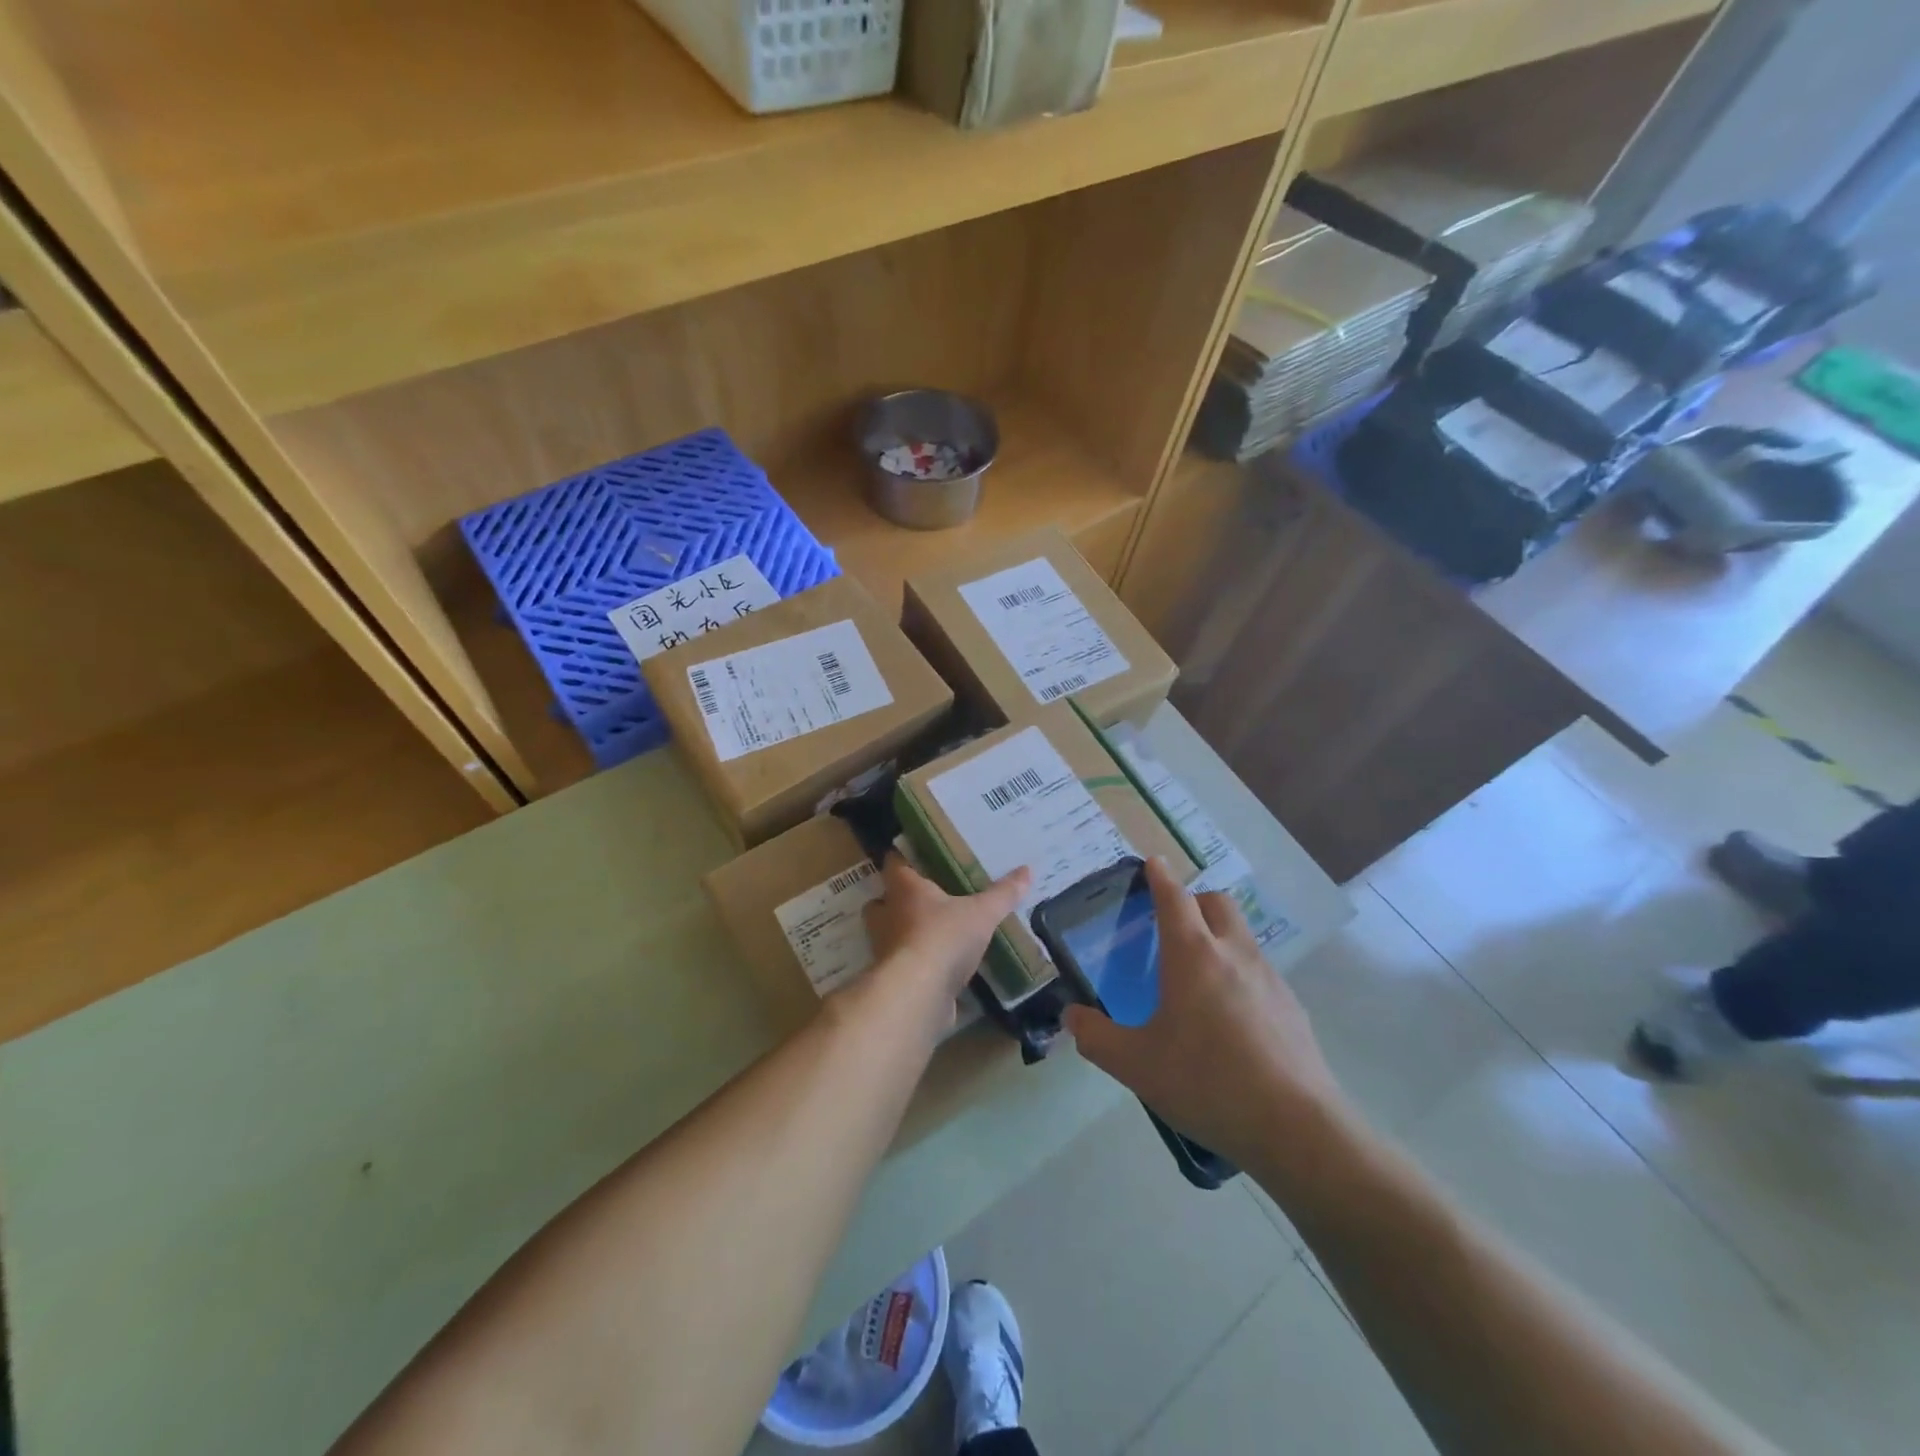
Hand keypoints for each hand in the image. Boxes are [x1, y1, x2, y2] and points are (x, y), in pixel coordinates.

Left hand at [860, 855, 1029, 1035]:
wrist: (918, 994)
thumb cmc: (944, 937)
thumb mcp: (981, 913)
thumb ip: (1002, 894)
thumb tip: (1027, 870)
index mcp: (904, 889)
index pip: (894, 863)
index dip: (903, 858)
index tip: (916, 855)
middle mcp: (886, 914)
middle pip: (881, 900)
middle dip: (897, 899)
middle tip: (924, 897)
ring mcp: (885, 948)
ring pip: (888, 932)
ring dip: (904, 932)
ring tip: (932, 931)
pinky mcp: (893, 978)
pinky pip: (902, 964)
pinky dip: (915, 963)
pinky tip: (937, 966)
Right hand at [1063, 859, 1351, 1172]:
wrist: (1297, 1129)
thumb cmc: (1207, 1083)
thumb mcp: (1136, 1065)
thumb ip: (1096, 1037)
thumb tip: (1071, 1016)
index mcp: (1193, 956)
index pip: (1174, 898)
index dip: (1160, 877)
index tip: (1152, 862)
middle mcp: (1234, 954)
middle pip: (1217, 903)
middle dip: (1194, 901)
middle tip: (1171, 926)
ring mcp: (1269, 978)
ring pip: (1241, 935)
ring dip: (1218, 936)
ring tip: (1196, 977)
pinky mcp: (1292, 1007)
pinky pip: (1259, 971)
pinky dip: (1238, 973)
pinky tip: (1229, 1018)